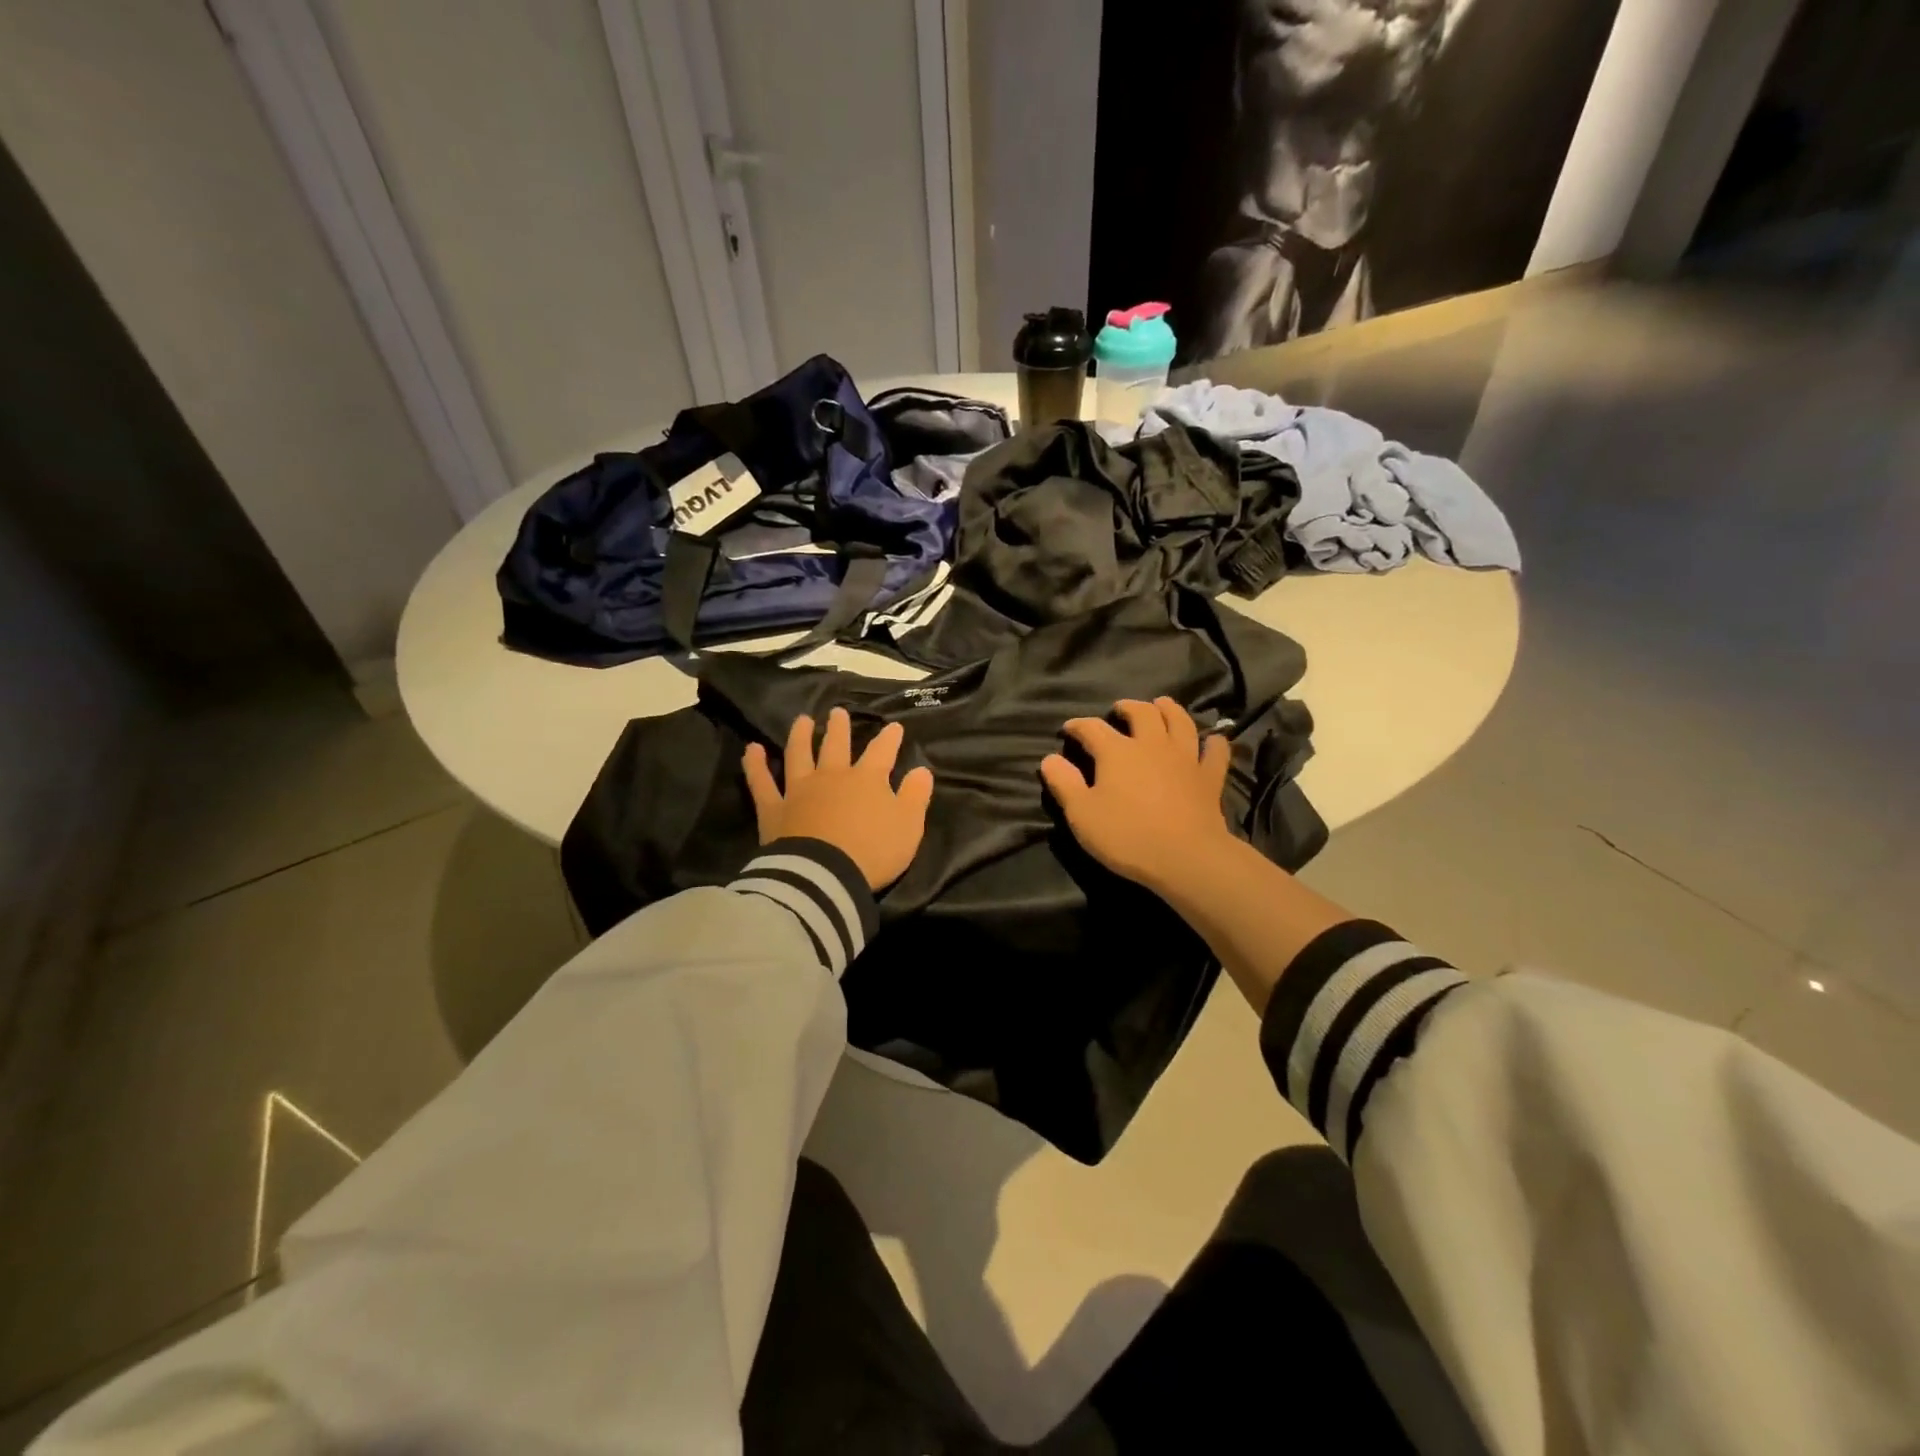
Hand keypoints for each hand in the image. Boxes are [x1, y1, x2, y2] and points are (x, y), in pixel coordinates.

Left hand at [743, 707, 934, 890]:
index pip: (882, 752)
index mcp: (867, 779)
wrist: (826, 876)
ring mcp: (800, 790)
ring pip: (799, 754)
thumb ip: (916, 795)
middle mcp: (832, 776)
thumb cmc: (873, 852)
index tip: (894, 726)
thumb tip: (922, 770)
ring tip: (802, 720)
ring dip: (801, 735)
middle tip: (837, 713)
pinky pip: (762, 782)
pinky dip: (755, 765)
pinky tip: (751, 749)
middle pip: (836, 746)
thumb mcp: (909, 825)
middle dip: (839, 728)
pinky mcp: (774, 809)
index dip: (889, 738)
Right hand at [1040, 698, 1234, 893]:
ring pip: (1180, 721)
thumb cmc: (1127, 836)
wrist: (1186, 857)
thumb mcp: (1082, 814)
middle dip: (1127, 707)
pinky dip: (1214, 743)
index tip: (1068, 730)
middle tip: (1119, 710)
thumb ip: (1064, 784)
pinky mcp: (1209, 777)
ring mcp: (1185, 758)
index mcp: (1117, 751)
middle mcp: (1152, 744)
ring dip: (1169, 709)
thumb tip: (1049, 759)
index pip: (1092, 728)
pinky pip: (1215, 753)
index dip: (1077, 726)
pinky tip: (1213, 740)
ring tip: (1161, 705)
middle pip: (1142, 713)